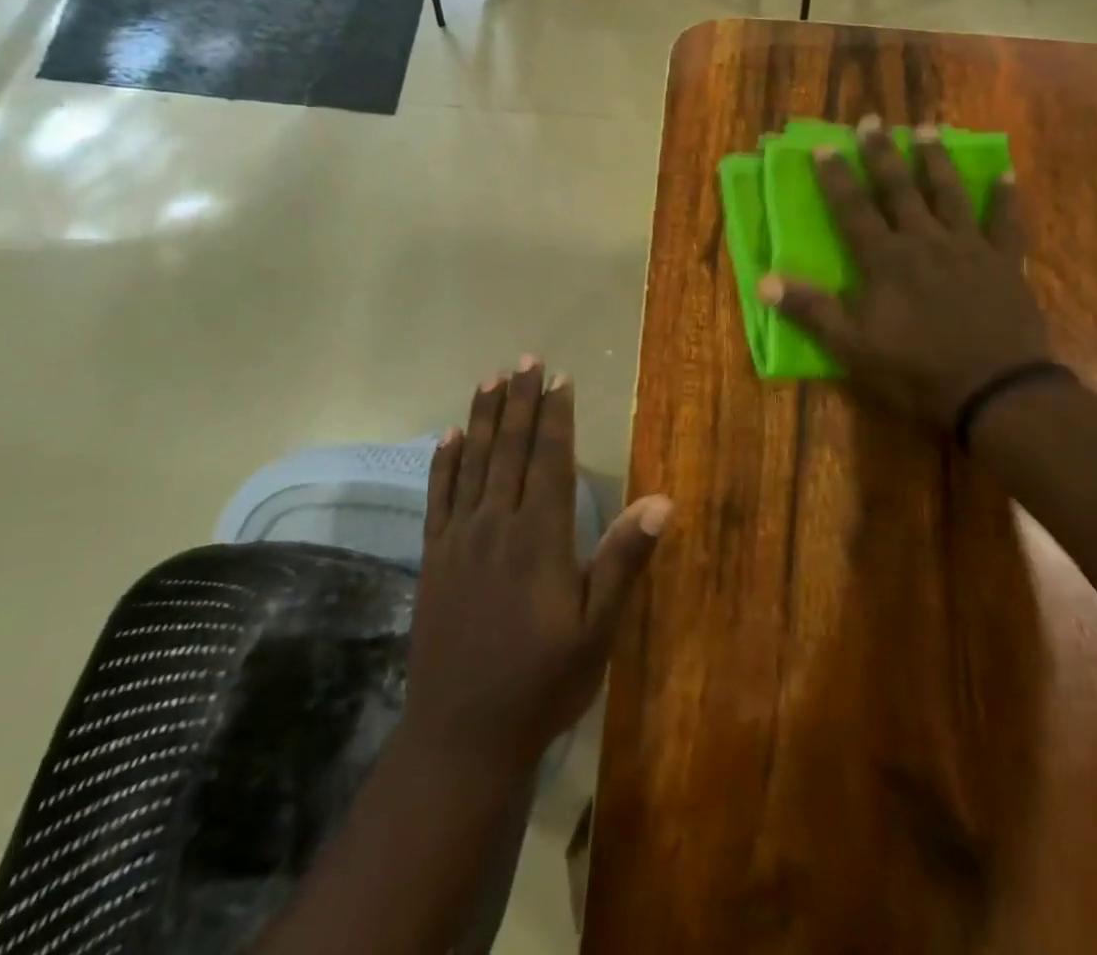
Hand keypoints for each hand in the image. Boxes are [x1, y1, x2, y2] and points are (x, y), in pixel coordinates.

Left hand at [404, 359, 673, 773]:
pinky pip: (438, 497)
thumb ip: (623, 560)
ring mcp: (459, 540)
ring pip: (473, 463)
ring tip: (489, 378)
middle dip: (519, 401)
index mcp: (540, 537)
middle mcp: (497, 525)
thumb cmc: (542, 682)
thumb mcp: (597, 629)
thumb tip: (663, 501)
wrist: (462, 736)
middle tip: (525, 360)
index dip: (556, 417)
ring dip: (483, 418)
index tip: (559, 378)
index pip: (550, 460)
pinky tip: (448, 437)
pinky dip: (444, 462)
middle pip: (510, 449)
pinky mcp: (433, 558)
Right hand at [761, 117, 1051, 431]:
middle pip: (899, 189)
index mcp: (885, 260)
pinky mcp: (1003, 263)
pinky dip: (1005, 198)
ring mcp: (968, 248)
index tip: (825, 145)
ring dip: (936, 160)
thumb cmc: (915, 371)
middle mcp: (924, 241)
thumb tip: (764, 281)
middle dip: (882, 153)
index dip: (837, 178)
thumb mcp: (852, 348)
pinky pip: (1005, 223)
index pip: (854, 209)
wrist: (993, 391)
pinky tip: (1006, 174)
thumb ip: (811, 310)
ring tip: (928, 128)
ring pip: (949, 194)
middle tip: (873, 120)